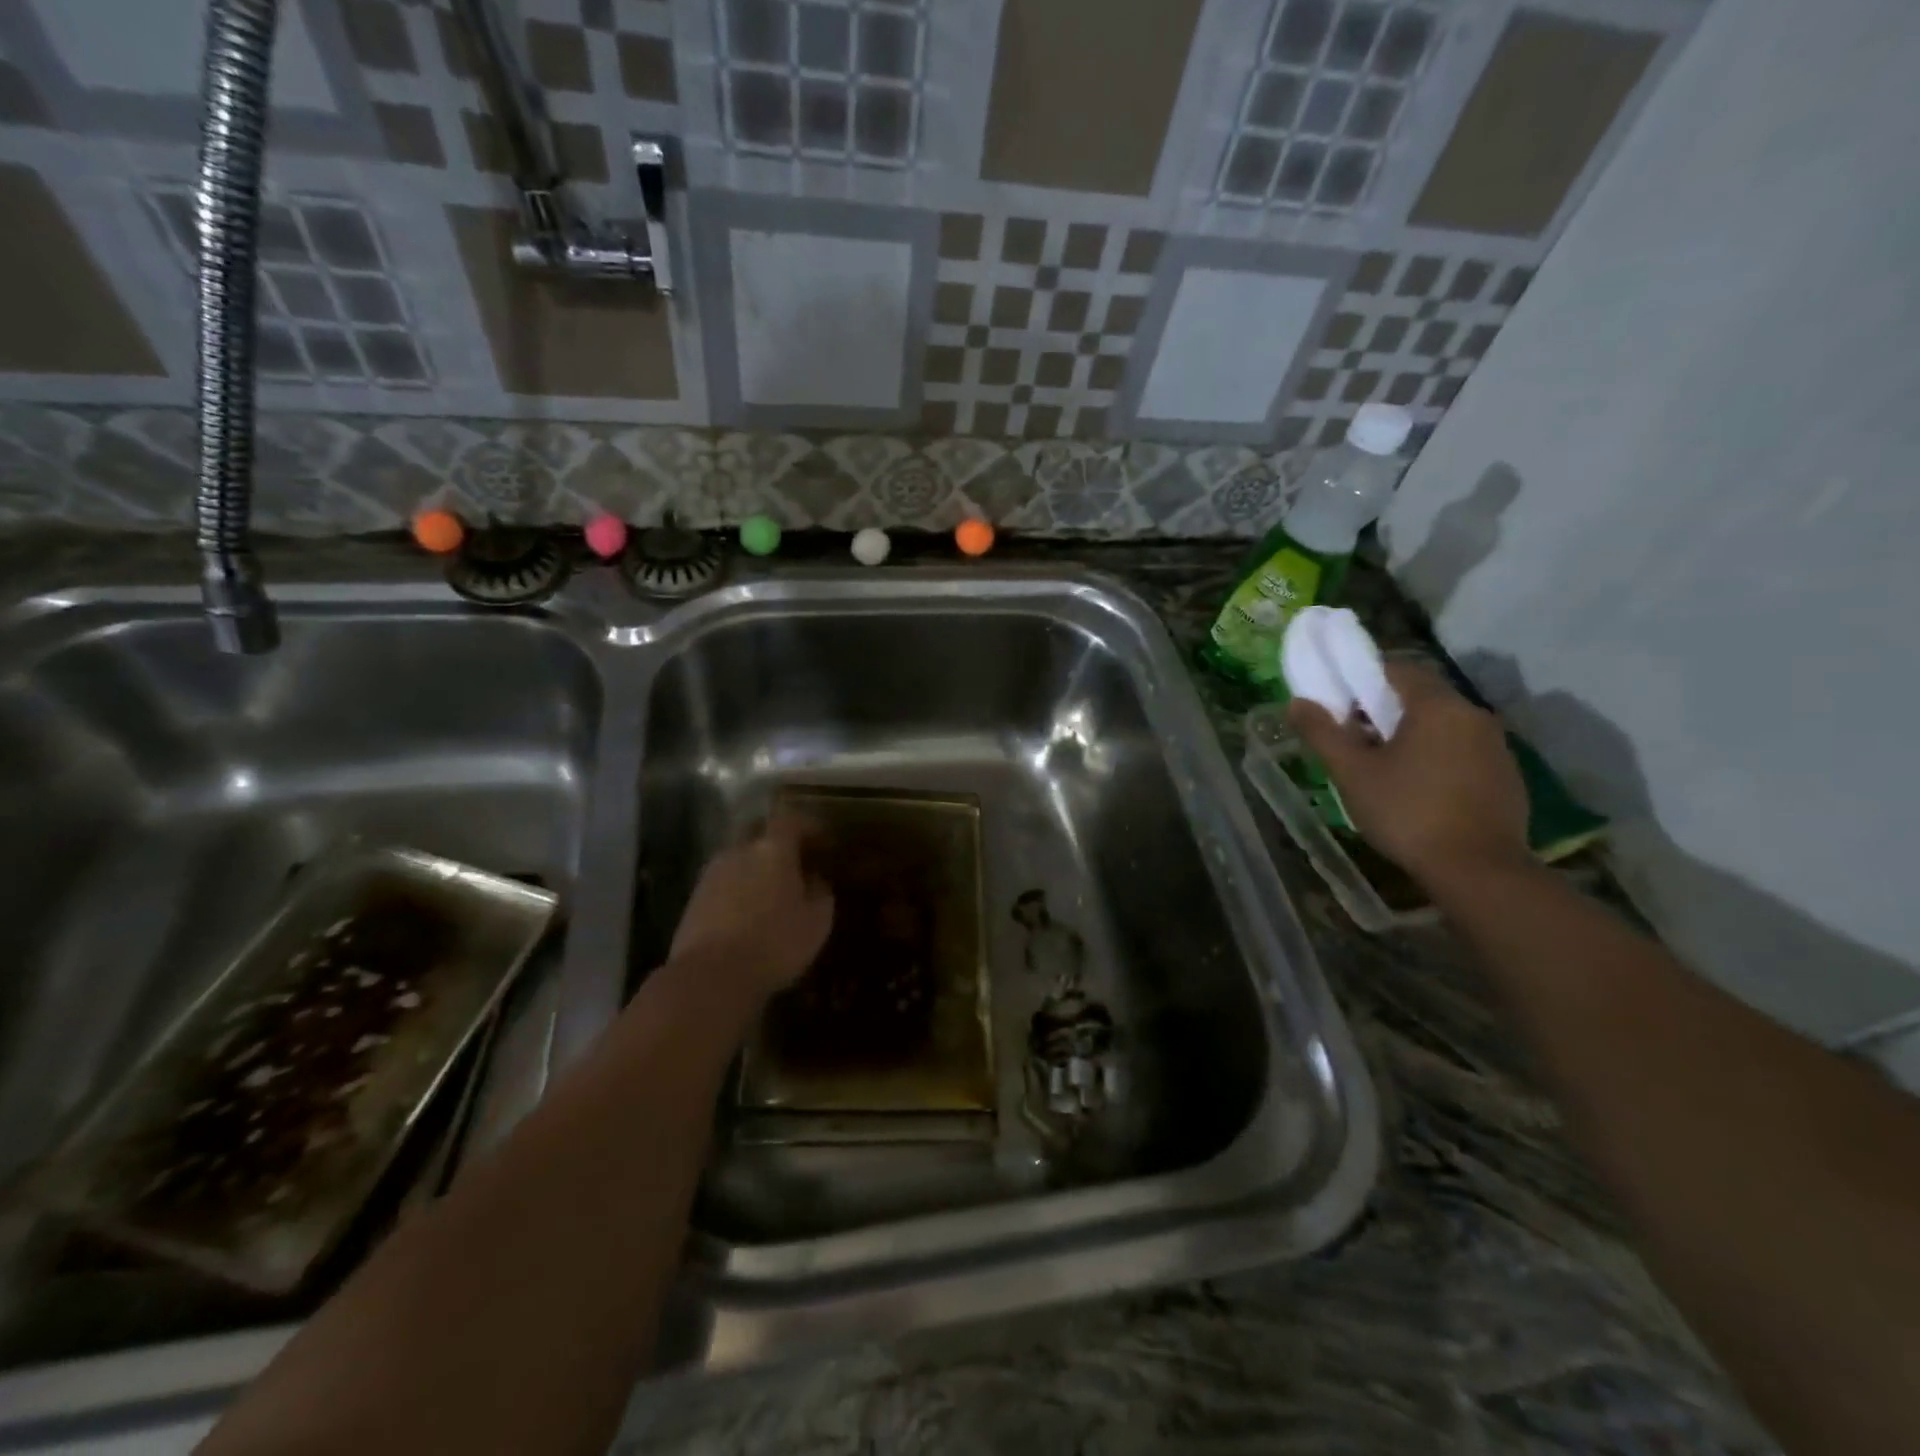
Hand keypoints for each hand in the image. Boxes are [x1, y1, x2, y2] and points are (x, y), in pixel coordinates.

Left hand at [669, 812, 833, 998]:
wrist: (710, 977)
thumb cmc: (774, 943)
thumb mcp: (816, 922)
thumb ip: (820, 893)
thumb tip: (815, 880)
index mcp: (772, 849)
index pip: (790, 819)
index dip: (807, 826)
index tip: (822, 841)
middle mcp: (739, 851)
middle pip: (757, 831)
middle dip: (776, 841)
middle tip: (794, 863)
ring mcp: (711, 874)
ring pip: (738, 857)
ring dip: (754, 867)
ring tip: (770, 893)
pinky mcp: (694, 899)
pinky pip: (723, 882)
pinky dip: (737, 889)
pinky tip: (747, 913)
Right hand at [1288, 662, 1528, 884]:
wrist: (1477, 869)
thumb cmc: (1406, 812)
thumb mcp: (1352, 773)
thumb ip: (1323, 733)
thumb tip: (1297, 702)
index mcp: (1436, 706)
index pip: (1396, 670)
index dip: (1363, 681)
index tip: (1340, 706)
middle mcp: (1473, 715)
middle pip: (1421, 697)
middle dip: (1384, 711)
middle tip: (1354, 740)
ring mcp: (1496, 746)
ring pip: (1444, 725)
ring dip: (1412, 736)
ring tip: (1383, 768)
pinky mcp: (1507, 776)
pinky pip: (1463, 752)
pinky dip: (1438, 758)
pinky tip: (1419, 790)